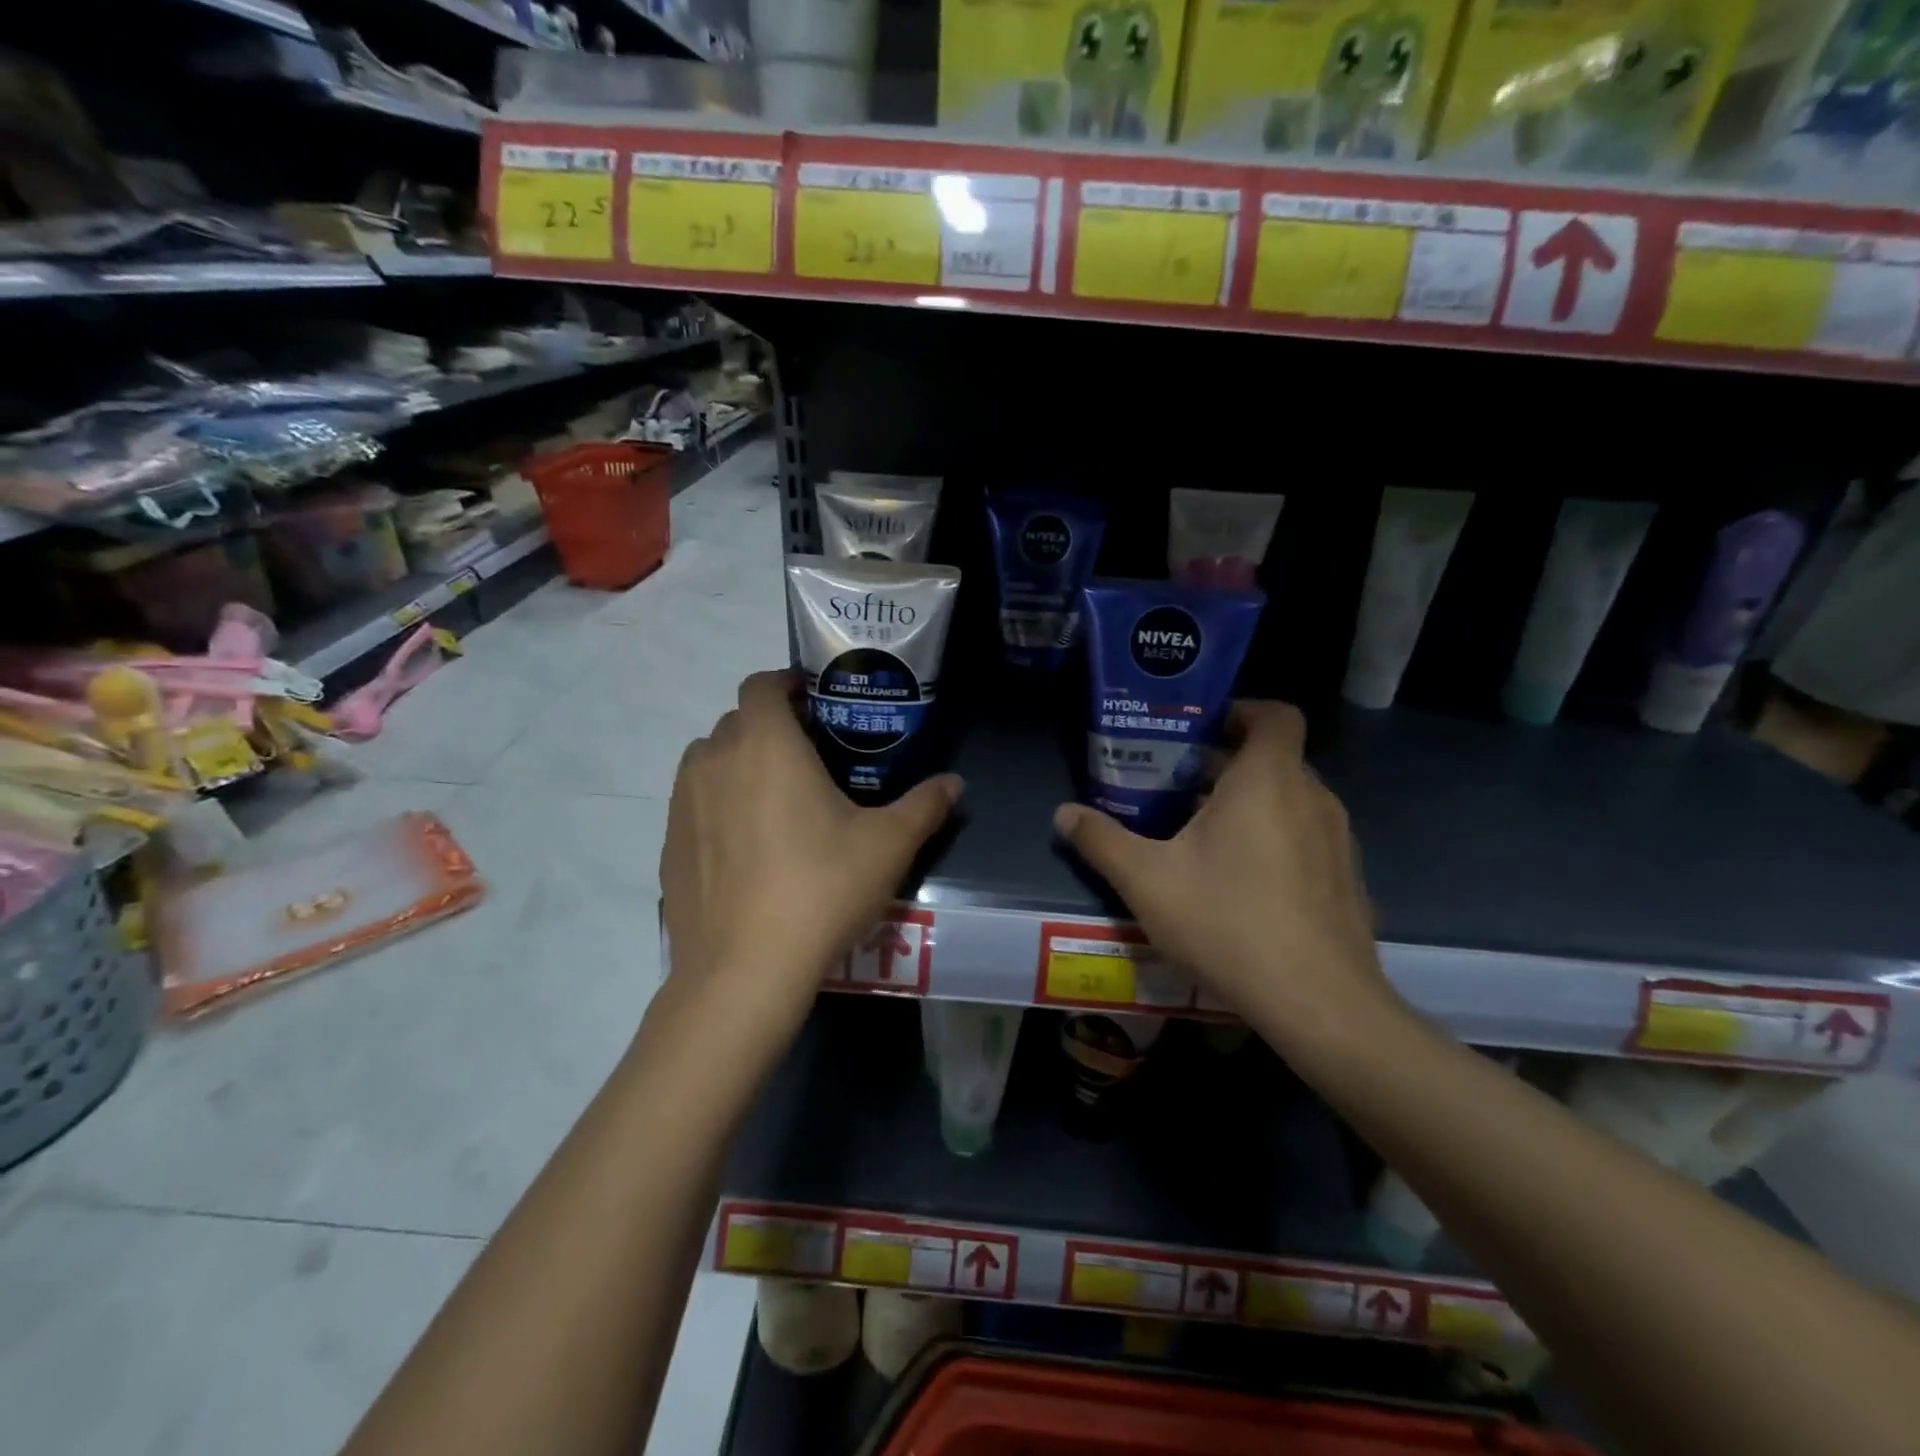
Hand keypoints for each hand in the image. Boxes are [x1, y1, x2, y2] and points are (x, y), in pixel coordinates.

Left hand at [660, 669, 961, 1042]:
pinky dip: (717, 805)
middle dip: (770, 727)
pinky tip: (747, 848)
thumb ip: (924, 806)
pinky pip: (693, 804)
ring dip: (738, 763)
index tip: (815, 704)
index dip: (786, 684)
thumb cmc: (821, 889)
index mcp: (766, 745)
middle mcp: (715, 760)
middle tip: (809, 758)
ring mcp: (682, 804)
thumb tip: (954, 783)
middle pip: (737, 721)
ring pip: (709, 761)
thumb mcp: (888, 846)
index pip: (762, 684)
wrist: (743, 970)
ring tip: (776, 800)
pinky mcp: (668, 845)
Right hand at [1053, 701, 1399, 1047]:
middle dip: (1225, 766)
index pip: (1274, 715)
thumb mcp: (1147, 880)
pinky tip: (1240, 884)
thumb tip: (1063, 814)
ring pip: (1290, 801)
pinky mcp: (1347, 880)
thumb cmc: (1228, 922)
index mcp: (1269, 780)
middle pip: (1273, 760)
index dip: (1240, 711)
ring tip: (1200, 835)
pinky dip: (1274, 840)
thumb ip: (1101, 840)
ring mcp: (1338, 841)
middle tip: (1176, 787)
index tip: (1200, 730)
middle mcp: (1313, 798)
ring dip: (1248, 805)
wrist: (1318, 1004)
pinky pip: (1306, 838)